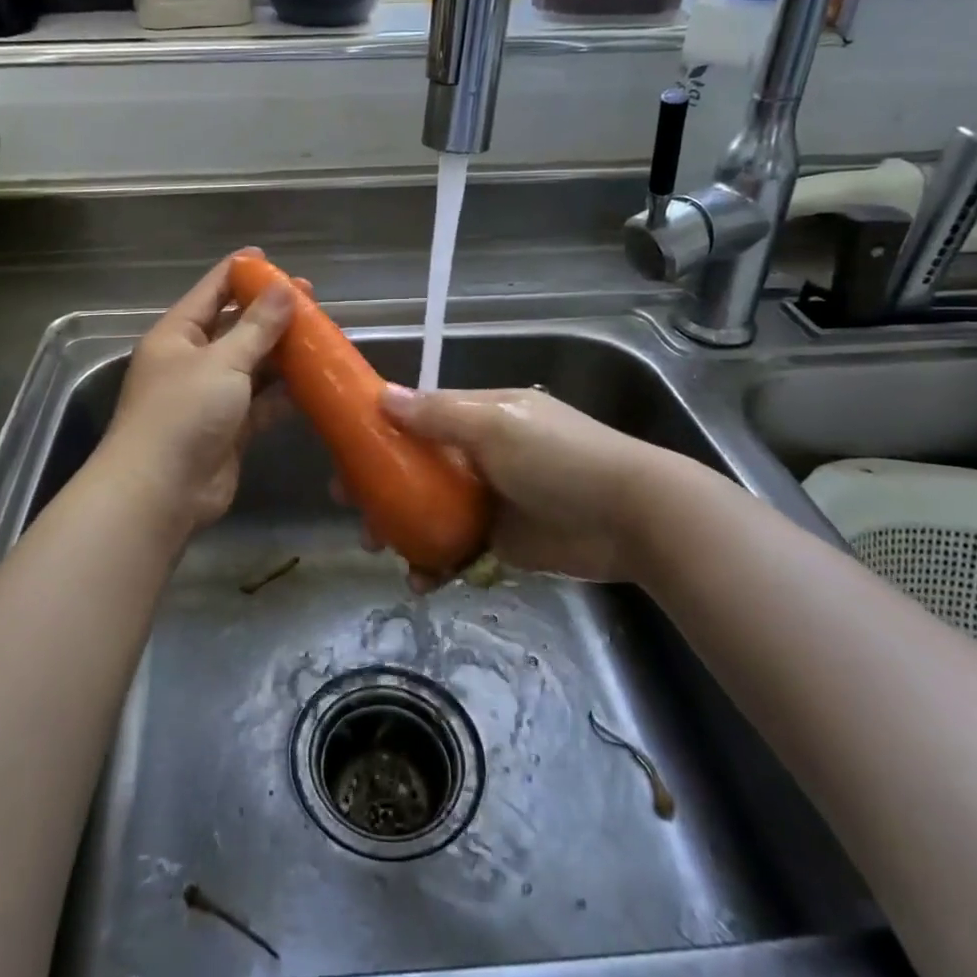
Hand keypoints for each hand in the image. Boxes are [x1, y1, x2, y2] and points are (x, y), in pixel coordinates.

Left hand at [96, 253, 297, 534]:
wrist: (162, 492)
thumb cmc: (184, 413)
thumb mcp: (223, 361)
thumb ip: (257, 326)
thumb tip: (285, 288)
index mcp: (178, 335)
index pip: (211, 290)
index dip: (241, 272)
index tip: (273, 259)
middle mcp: (193, 360)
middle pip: (236, 326)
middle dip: (271, 314)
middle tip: (311, 299)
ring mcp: (211, 396)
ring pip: (253, 365)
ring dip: (283, 353)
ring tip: (322, 335)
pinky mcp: (231, 428)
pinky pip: (262, 401)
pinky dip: (285, 391)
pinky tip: (315, 380)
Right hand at [358, 385, 661, 589]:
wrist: (630, 517)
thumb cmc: (560, 459)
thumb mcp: (496, 425)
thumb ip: (438, 413)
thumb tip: (382, 395)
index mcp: (480, 417)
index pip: (420, 417)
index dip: (381, 431)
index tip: (346, 450)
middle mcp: (480, 455)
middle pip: (417, 468)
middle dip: (381, 486)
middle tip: (350, 508)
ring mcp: (490, 500)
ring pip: (430, 512)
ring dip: (400, 528)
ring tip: (377, 547)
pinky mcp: (501, 541)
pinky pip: (455, 550)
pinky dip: (434, 564)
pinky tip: (420, 580)